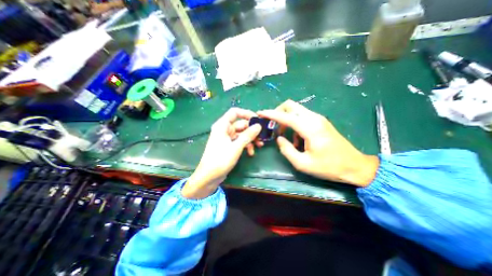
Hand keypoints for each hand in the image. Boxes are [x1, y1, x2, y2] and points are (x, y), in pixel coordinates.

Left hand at [182, 107, 262, 197]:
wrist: (209, 177)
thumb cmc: (220, 160)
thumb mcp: (236, 147)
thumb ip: (248, 135)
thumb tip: (258, 126)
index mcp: (222, 125)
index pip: (235, 112)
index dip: (246, 113)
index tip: (257, 119)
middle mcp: (224, 130)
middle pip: (241, 125)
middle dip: (252, 131)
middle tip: (262, 136)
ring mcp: (227, 138)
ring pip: (242, 134)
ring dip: (251, 139)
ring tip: (259, 146)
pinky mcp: (229, 146)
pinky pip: (240, 142)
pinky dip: (246, 146)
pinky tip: (251, 153)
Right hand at [259, 99, 376, 186]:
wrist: (354, 166)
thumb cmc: (329, 167)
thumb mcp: (303, 163)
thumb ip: (287, 150)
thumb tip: (279, 139)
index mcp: (309, 128)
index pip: (285, 116)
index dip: (270, 114)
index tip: (260, 113)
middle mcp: (313, 118)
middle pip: (290, 105)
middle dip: (278, 112)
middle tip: (273, 126)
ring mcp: (318, 118)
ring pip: (296, 111)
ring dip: (286, 120)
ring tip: (285, 137)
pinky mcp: (320, 122)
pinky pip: (302, 117)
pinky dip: (294, 125)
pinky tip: (297, 140)